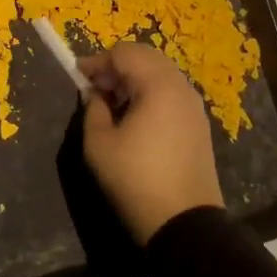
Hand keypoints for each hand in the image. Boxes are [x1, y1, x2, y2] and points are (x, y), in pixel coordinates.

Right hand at [79, 43, 224, 246]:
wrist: (184, 223)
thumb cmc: (135, 179)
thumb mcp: (99, 143)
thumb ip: (93, 109)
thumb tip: (96, 94)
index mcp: (158, 85)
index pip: (125, 53)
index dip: (98, 61)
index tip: (77, 76)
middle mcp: (181, 88)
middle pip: (146, 58)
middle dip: (117, 67)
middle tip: (95, 88)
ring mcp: (194, 107)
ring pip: (161, 75)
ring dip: (134, 80)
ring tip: (112, 103)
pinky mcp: (199, 125)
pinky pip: (171, 94)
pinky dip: (150, 94)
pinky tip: (135, 118)